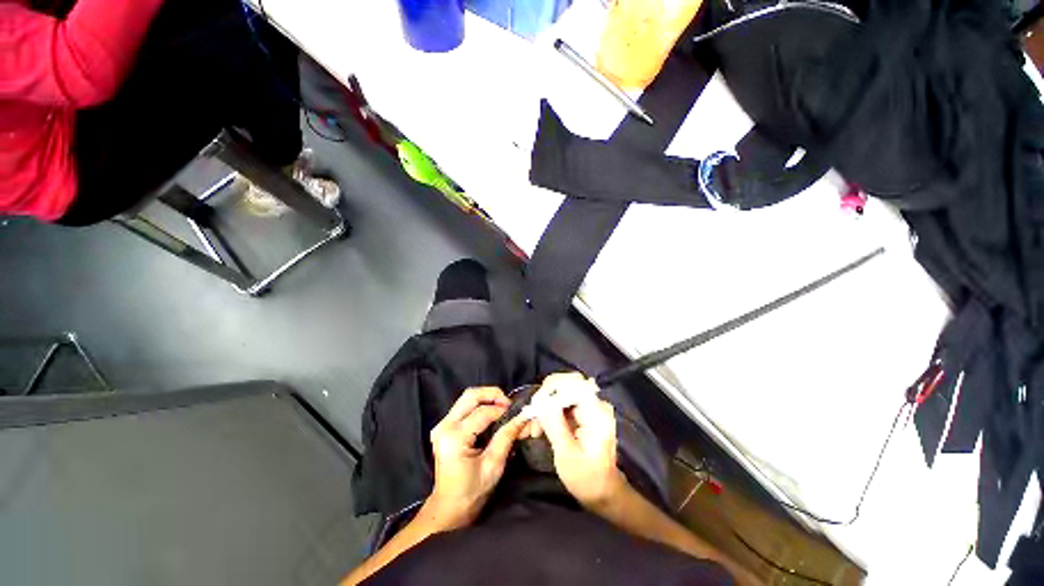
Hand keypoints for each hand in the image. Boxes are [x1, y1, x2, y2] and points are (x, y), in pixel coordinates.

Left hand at [426, 386, 526, 529]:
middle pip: (471, 395)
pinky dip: (480, 404)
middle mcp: (444, 426)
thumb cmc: (472, 492)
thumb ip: (507, 437)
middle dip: (493, 394)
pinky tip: (492, 413)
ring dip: (487, 397)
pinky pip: (464, 406)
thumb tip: (523, 418)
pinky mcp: (443, 426)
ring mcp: (441, 425)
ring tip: (503, 407)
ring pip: (467, 397)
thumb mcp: (493, 466)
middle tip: (509, 404)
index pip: (483, 412)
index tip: (519, 413)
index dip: (503, 410)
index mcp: (455, 438)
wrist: (449, 507)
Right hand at [533, 373, 627, 508]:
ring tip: (534, 428)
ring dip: (545, 407)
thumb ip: (553, 422)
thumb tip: (540, 399)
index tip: (536, 403)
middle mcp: (596, 403)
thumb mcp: (566, 452)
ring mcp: (591, 407)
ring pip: (562, 394)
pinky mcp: (584, 413)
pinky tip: (540, 427)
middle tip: (532, 416)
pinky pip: (563, 403)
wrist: (603, 492)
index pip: (574, 383)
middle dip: (546, 398)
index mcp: (596, 412)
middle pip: (567, 385)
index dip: (552, 387)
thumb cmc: (586, 478)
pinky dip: (550, 413)